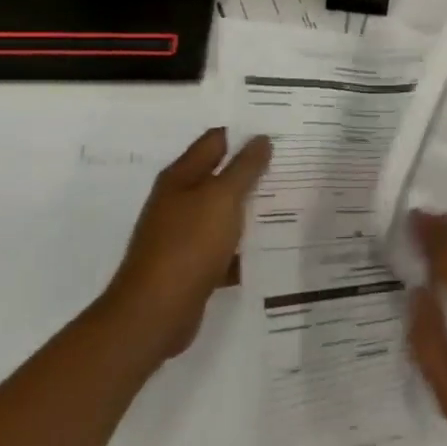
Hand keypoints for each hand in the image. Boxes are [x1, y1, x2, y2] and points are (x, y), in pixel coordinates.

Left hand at [102, 128, 271, 359]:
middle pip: (221, 176)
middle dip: (253, 170)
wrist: (154, 314)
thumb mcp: (222, 198)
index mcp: (181, 177)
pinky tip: (271, 245)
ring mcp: (183, 234)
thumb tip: (261, 138)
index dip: (245, 133)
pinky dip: (244, 246)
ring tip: (290, 201)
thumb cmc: (188, 245)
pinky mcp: (191, 265)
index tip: (279, 131)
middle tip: (292, 163)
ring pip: (224, 212)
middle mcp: (179, 201)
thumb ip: (244, 168)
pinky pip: (224, 246)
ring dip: (251, 208)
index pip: (216, 140)